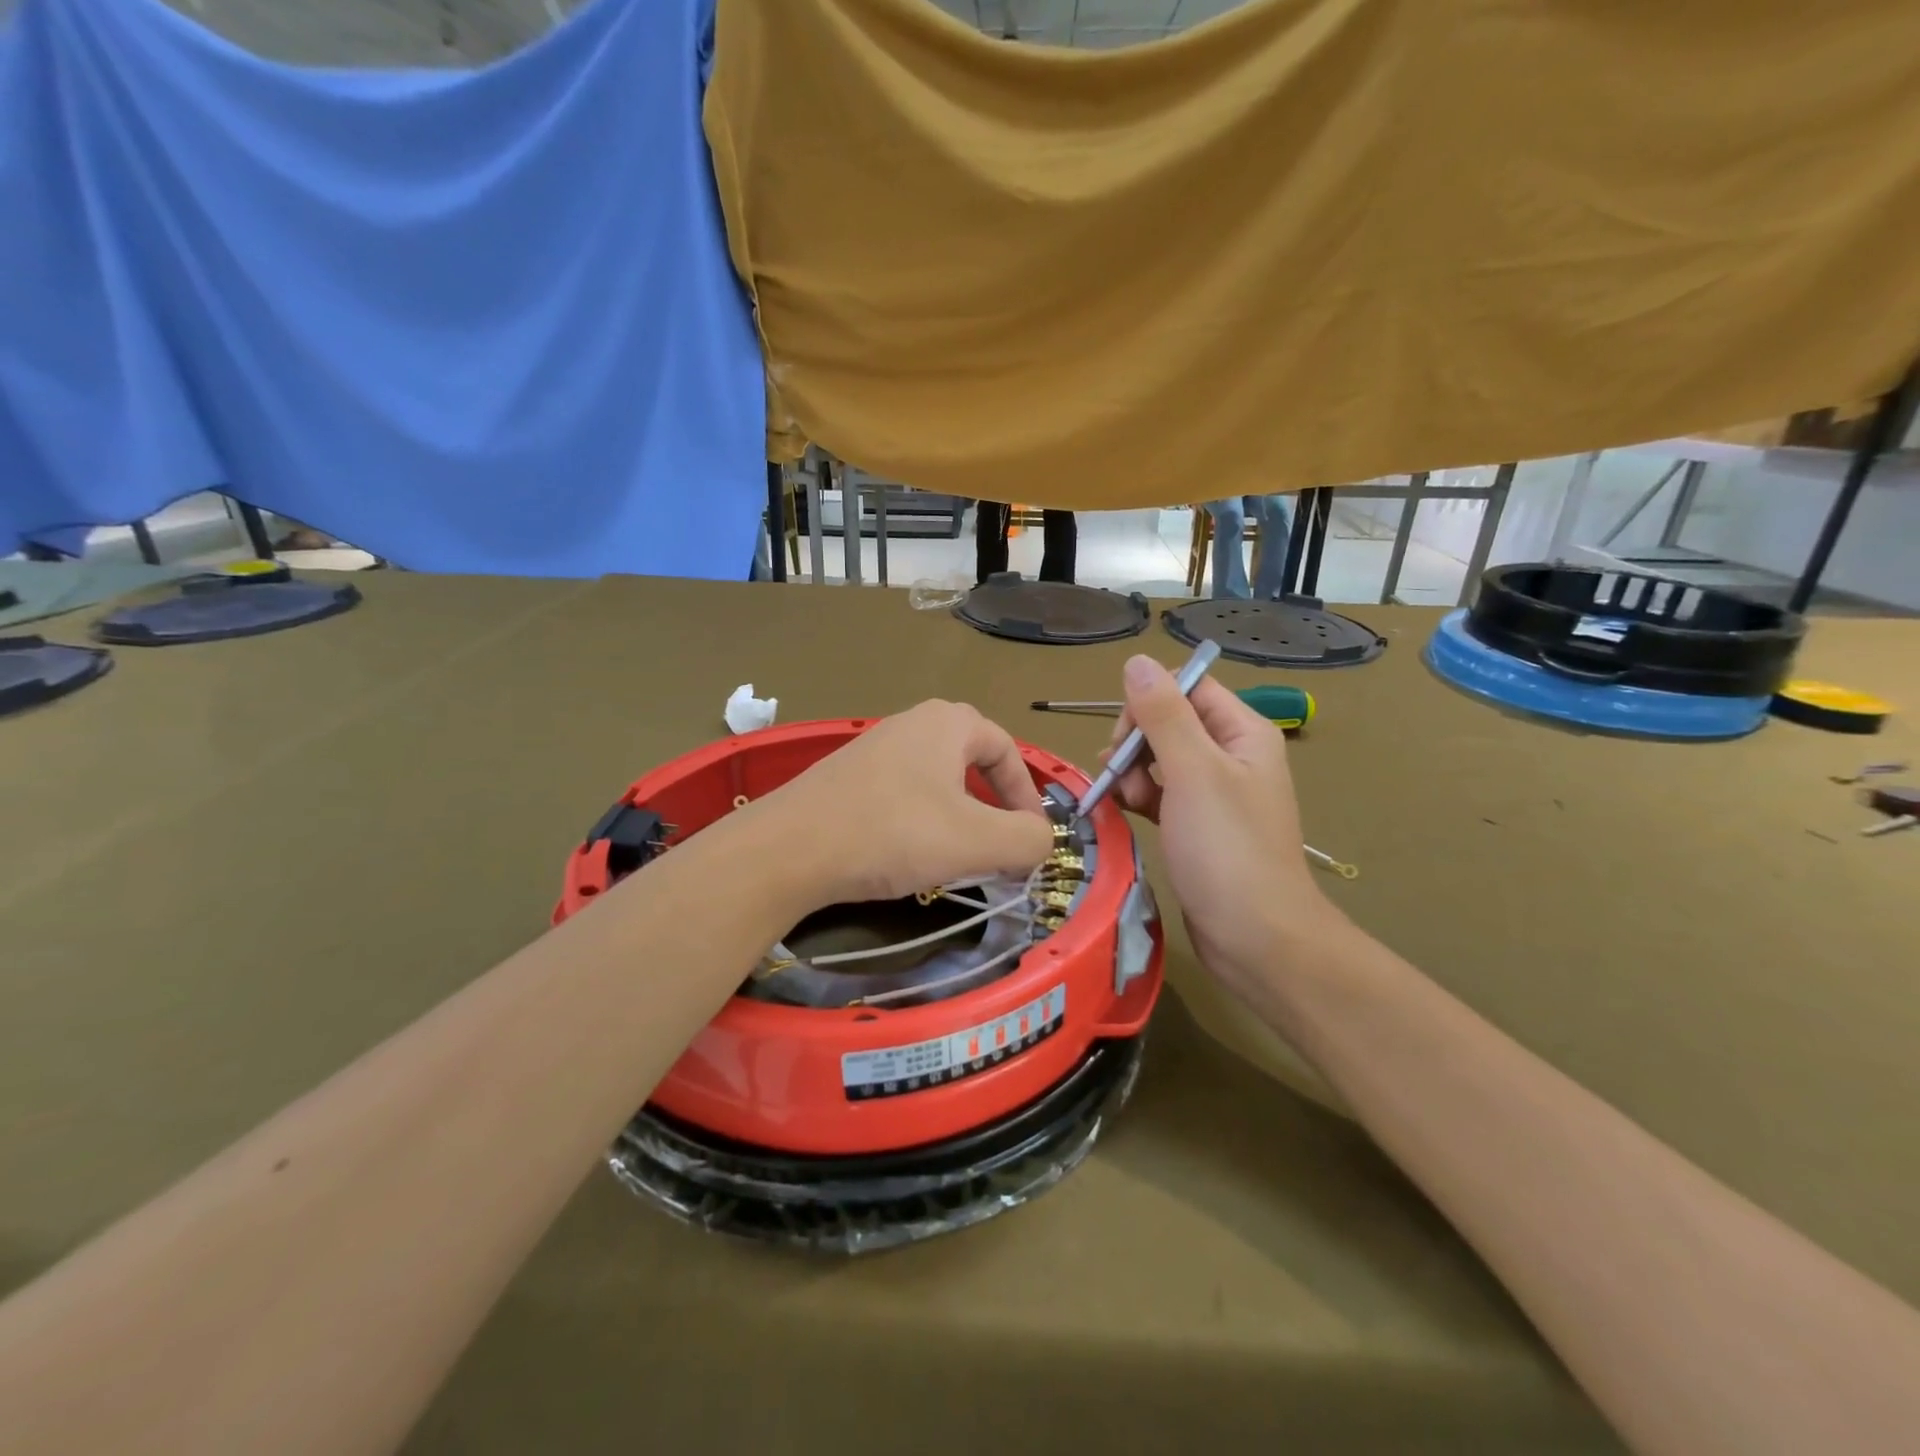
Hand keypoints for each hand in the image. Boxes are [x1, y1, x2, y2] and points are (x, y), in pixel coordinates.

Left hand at [756, 701, 1054, 907]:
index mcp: (948, 723)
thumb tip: (1040, 839)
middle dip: (993, 806)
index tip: (1030, 839)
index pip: (1007, 750)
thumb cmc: (892, 833)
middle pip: (972, 762)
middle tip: (998, 846)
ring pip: (937, 780)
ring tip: (959, 855)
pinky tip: (910, 853)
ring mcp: (875, 748)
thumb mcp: (976, 841)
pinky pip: (904, 793)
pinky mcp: (848, 777)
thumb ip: (1027, 839)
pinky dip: (922, 821)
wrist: (790, 848)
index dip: (1027, 795)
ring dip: (958, 816)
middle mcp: (912, 723)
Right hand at [1103, 655, 1339, 1004]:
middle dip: (1136, 742)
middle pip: (1169, 721)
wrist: (1257, 938)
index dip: (1149, 703)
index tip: (1125, 738)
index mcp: (1242, 732)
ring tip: (1125, 800)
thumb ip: (1163, 715)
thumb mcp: (1193, 773)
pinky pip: (1161, 792)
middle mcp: (1231, 755)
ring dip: (1133, 771)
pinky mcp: (1197, 824)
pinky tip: (1124, 810)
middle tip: (1121, 776)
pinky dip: (1139, 795)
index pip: (1187, 687)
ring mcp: (1215, 792)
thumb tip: (1137, 661)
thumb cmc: (1227, 850)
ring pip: (1159, 758)